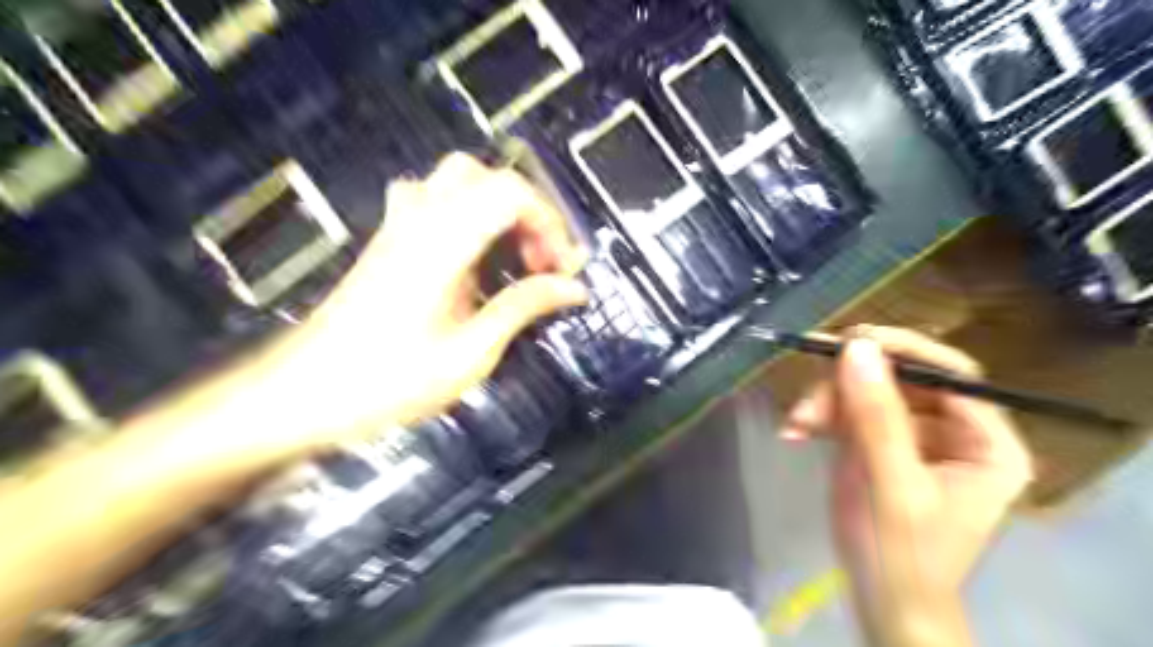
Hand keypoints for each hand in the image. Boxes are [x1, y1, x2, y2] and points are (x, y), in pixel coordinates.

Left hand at [276, 155, 587, 451]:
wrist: (301, 395)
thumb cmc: (386, 382)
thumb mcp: (468, 354)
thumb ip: (521, 308)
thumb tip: (572, 287)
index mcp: (441, 243)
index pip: (509, 193)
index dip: (549, 223)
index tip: (563, 269)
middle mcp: (419, 220)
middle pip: (485, 176)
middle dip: (527, 213)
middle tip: (539, 261)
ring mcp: (398, 228)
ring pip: (458, 182)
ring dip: (497, 211)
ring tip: (512, 258)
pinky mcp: (389, 243)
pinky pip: (435, 202)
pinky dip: (468, 217)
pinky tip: (473, 260)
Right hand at [783, 326, 1036, 645]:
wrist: (881, 599)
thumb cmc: (900, 552)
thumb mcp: (890, 483)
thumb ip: (876, 416)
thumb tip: (856, 348)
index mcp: (986, 443)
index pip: (952, 375)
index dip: (903, 351)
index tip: (851, 340)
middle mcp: (955, 431)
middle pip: (901, 380)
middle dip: (848, 388)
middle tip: (808, 403)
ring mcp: (915, 436)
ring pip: (868, 392)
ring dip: (827, 403)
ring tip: (796, 424)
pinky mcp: (880, 442)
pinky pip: (850, 411)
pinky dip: (821, 417)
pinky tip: (797, 431)